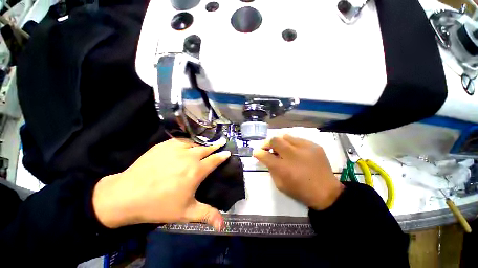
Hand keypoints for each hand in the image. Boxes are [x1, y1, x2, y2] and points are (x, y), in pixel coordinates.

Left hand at [92, 138, 230, 229]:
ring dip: (201, 146)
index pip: (215, 160)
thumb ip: (207, 215)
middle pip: (206, 149)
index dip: (222, 156)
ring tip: (203, 147)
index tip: (228, 152)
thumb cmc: (159, 205)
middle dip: (215, 146)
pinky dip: (187, 143)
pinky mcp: (164, 145)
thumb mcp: (186, 213)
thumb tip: (224, 225)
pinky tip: (186, 146)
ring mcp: (176, 149)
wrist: (127, 195)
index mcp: (196, 171)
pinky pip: (181, 141)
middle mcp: (189, 157)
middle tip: (221, 142)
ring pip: (194, 144)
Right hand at [253, 134, 343, 209]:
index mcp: (283, 168)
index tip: (256, 152)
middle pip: (274, 140)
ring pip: (285, 136)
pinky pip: (297, 139)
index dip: (257, 152)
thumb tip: (267, 158)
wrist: (326, 192)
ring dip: (279, 141)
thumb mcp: (280, 184)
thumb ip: (271, 169)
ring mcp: (304, 148)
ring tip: (281, 147)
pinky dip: (291, 143)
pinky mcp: (314, 145)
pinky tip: (294, 150)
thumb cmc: (300, 191)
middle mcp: (292, 155)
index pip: (264, 155)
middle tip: (267, 147)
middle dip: (266, 143)